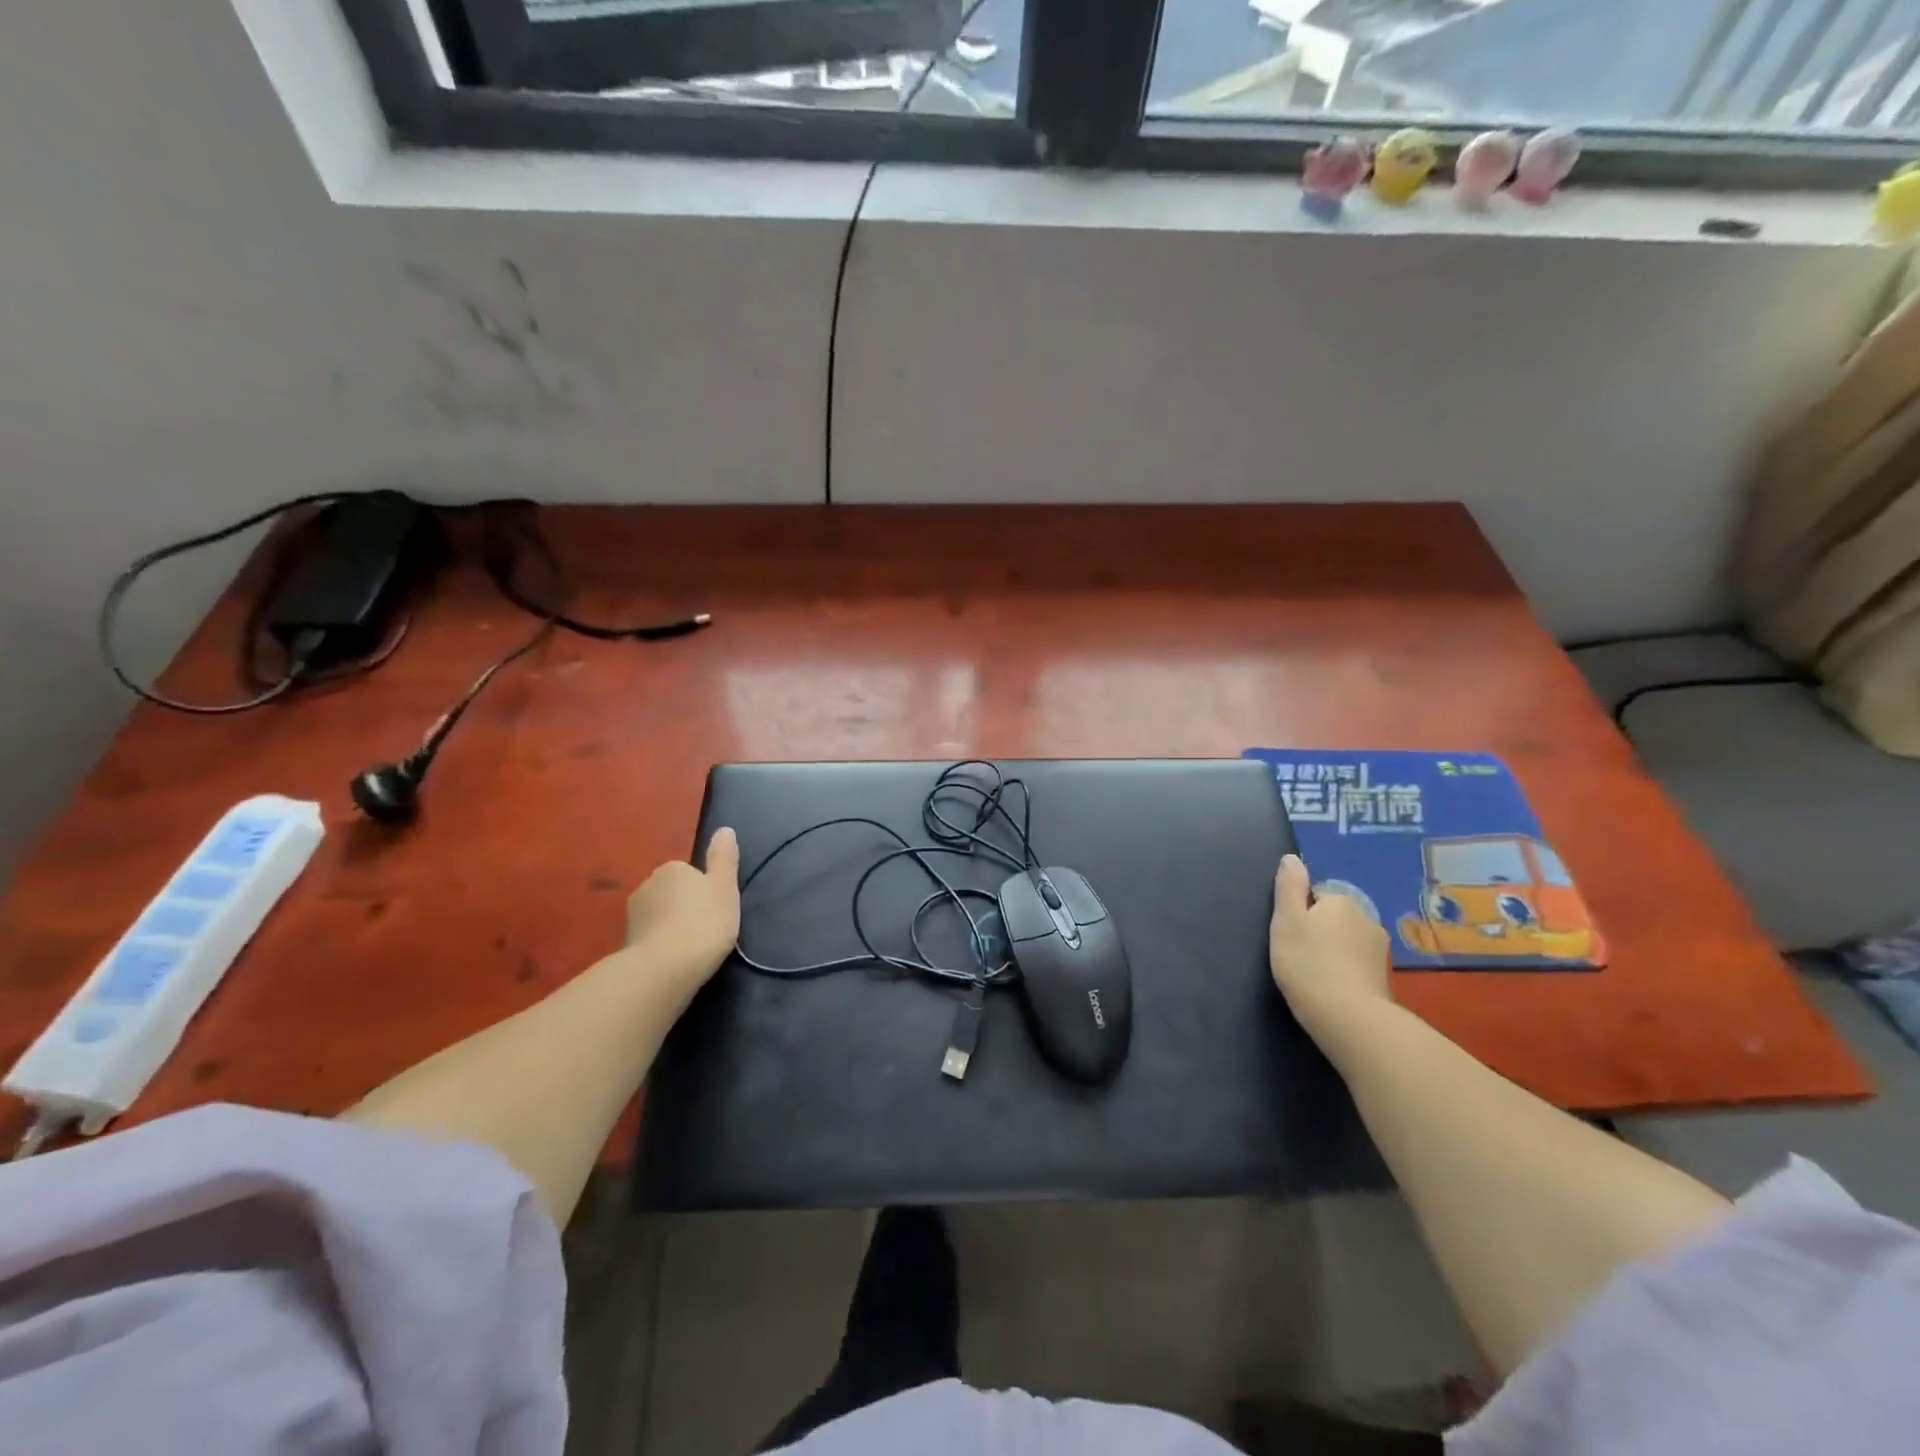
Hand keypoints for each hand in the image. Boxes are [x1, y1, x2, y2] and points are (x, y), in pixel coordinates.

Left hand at [623, 828, 741, 988]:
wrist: (664, 969)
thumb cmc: (703, 922)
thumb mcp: (725, 886)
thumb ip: (724, 858)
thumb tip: (724, 829)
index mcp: (672, 868)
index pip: (691, 873)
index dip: (705, 891)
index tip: (716, 910)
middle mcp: (647, 885)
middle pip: (673, 893)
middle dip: (685, 907)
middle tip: (706, 929)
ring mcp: (632, 915)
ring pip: (659, 915)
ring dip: (671, 926)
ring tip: (690, 948)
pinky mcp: (625, 943)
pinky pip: (650, 937)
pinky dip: (660, 944)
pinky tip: (673, 960)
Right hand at [1269, 853, 1393, 1051]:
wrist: (1349, 1018)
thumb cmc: (1308, 963)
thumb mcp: (1286, 920)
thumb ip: (1289, 886)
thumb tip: (1292, 858)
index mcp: (1341, 901)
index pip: (1315, 897)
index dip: (1299, 916)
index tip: (1290, 938)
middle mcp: (1366, 918)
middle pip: (1333, 918)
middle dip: (1319, 933)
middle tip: (1298, 957)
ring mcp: (1379, 950)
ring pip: (1346, 942)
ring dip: (1333, 953)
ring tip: (1315, 977)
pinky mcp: (1384, 978)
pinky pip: (1357, 965)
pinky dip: (1345, 972)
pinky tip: (1333, 990)